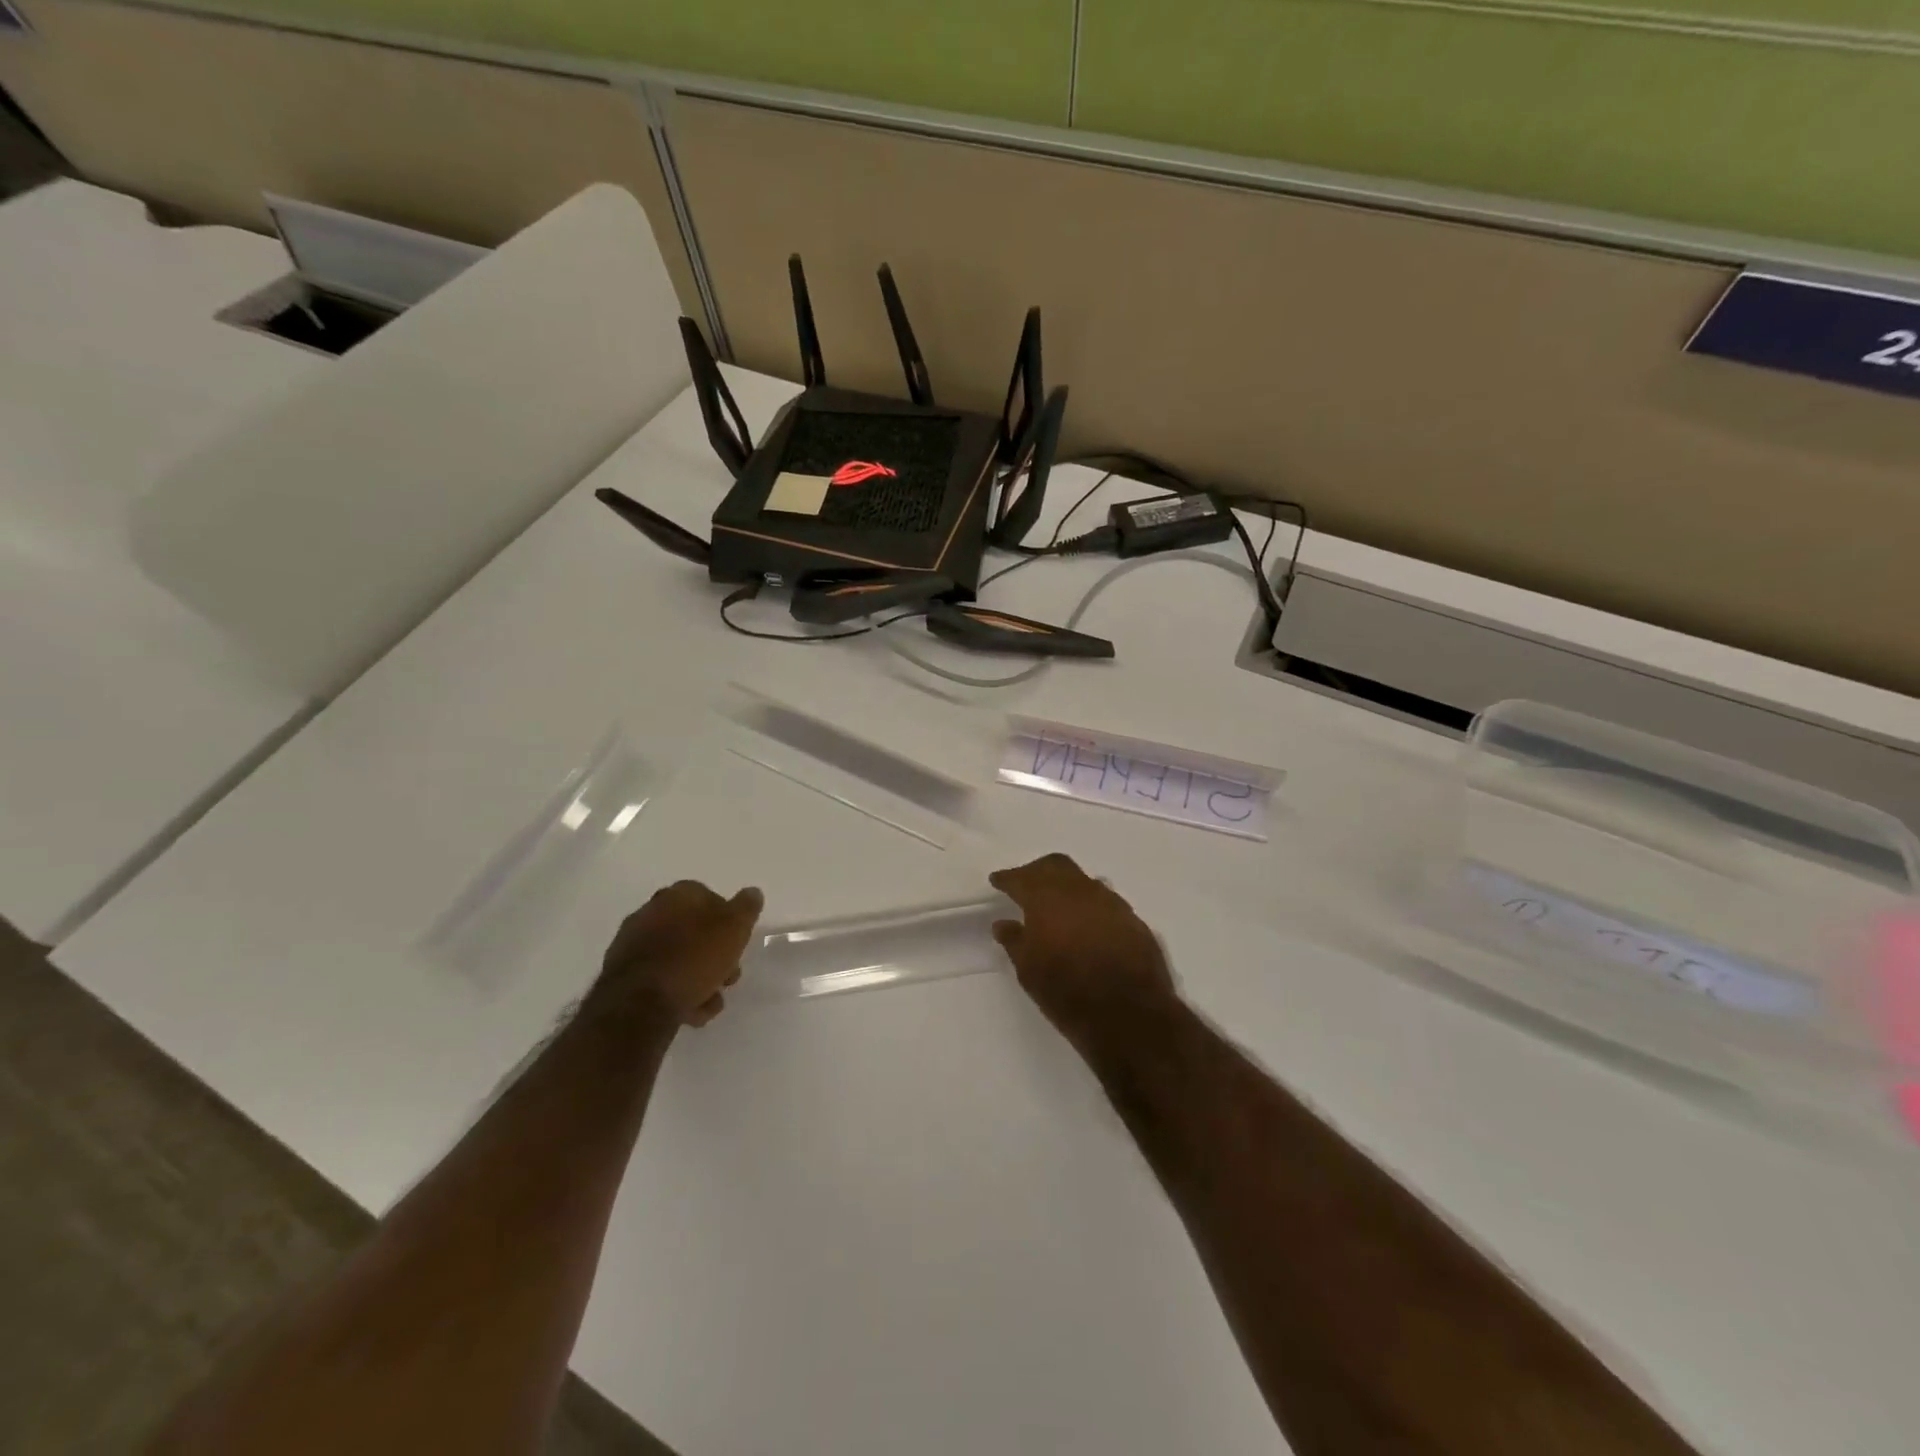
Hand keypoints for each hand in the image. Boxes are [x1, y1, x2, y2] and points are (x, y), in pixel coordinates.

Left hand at [592, 880, 763, 1028]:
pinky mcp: (622, 974)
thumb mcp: (734, 928)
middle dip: (714, 955)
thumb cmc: (693, 959)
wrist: (638, 1005)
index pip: (712, 898)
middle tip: (727, 977)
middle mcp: (652, 911)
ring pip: (679, 957)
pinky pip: (659, 978)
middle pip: (695, 931)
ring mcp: (633, 943)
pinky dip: (676, 991)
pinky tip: (689, 1011)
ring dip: (698, 978)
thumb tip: (752, 892)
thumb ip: (747, 908)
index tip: (738, 945)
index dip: (729, 923)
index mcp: (679, 895)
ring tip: (709, 1002)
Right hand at [989, 854, 1177, 1045]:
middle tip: (1025, 885)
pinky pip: (1105, 901)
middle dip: (1037, 872)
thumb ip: (1015, 941)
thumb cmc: (1067, 994)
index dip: (1007, 878)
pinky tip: (1085, 924)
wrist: (1129, 1016)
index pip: (1022, 878)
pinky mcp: (1133, 920)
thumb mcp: (1029, 971)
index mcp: (1048, 899)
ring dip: (1067, 887)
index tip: (997, 881)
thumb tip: (1003, 924)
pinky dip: (1089, 905)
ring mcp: (1111, 903)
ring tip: (1056, 906)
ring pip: (1083, 881)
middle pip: (1056, 866)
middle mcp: (1080, 891)